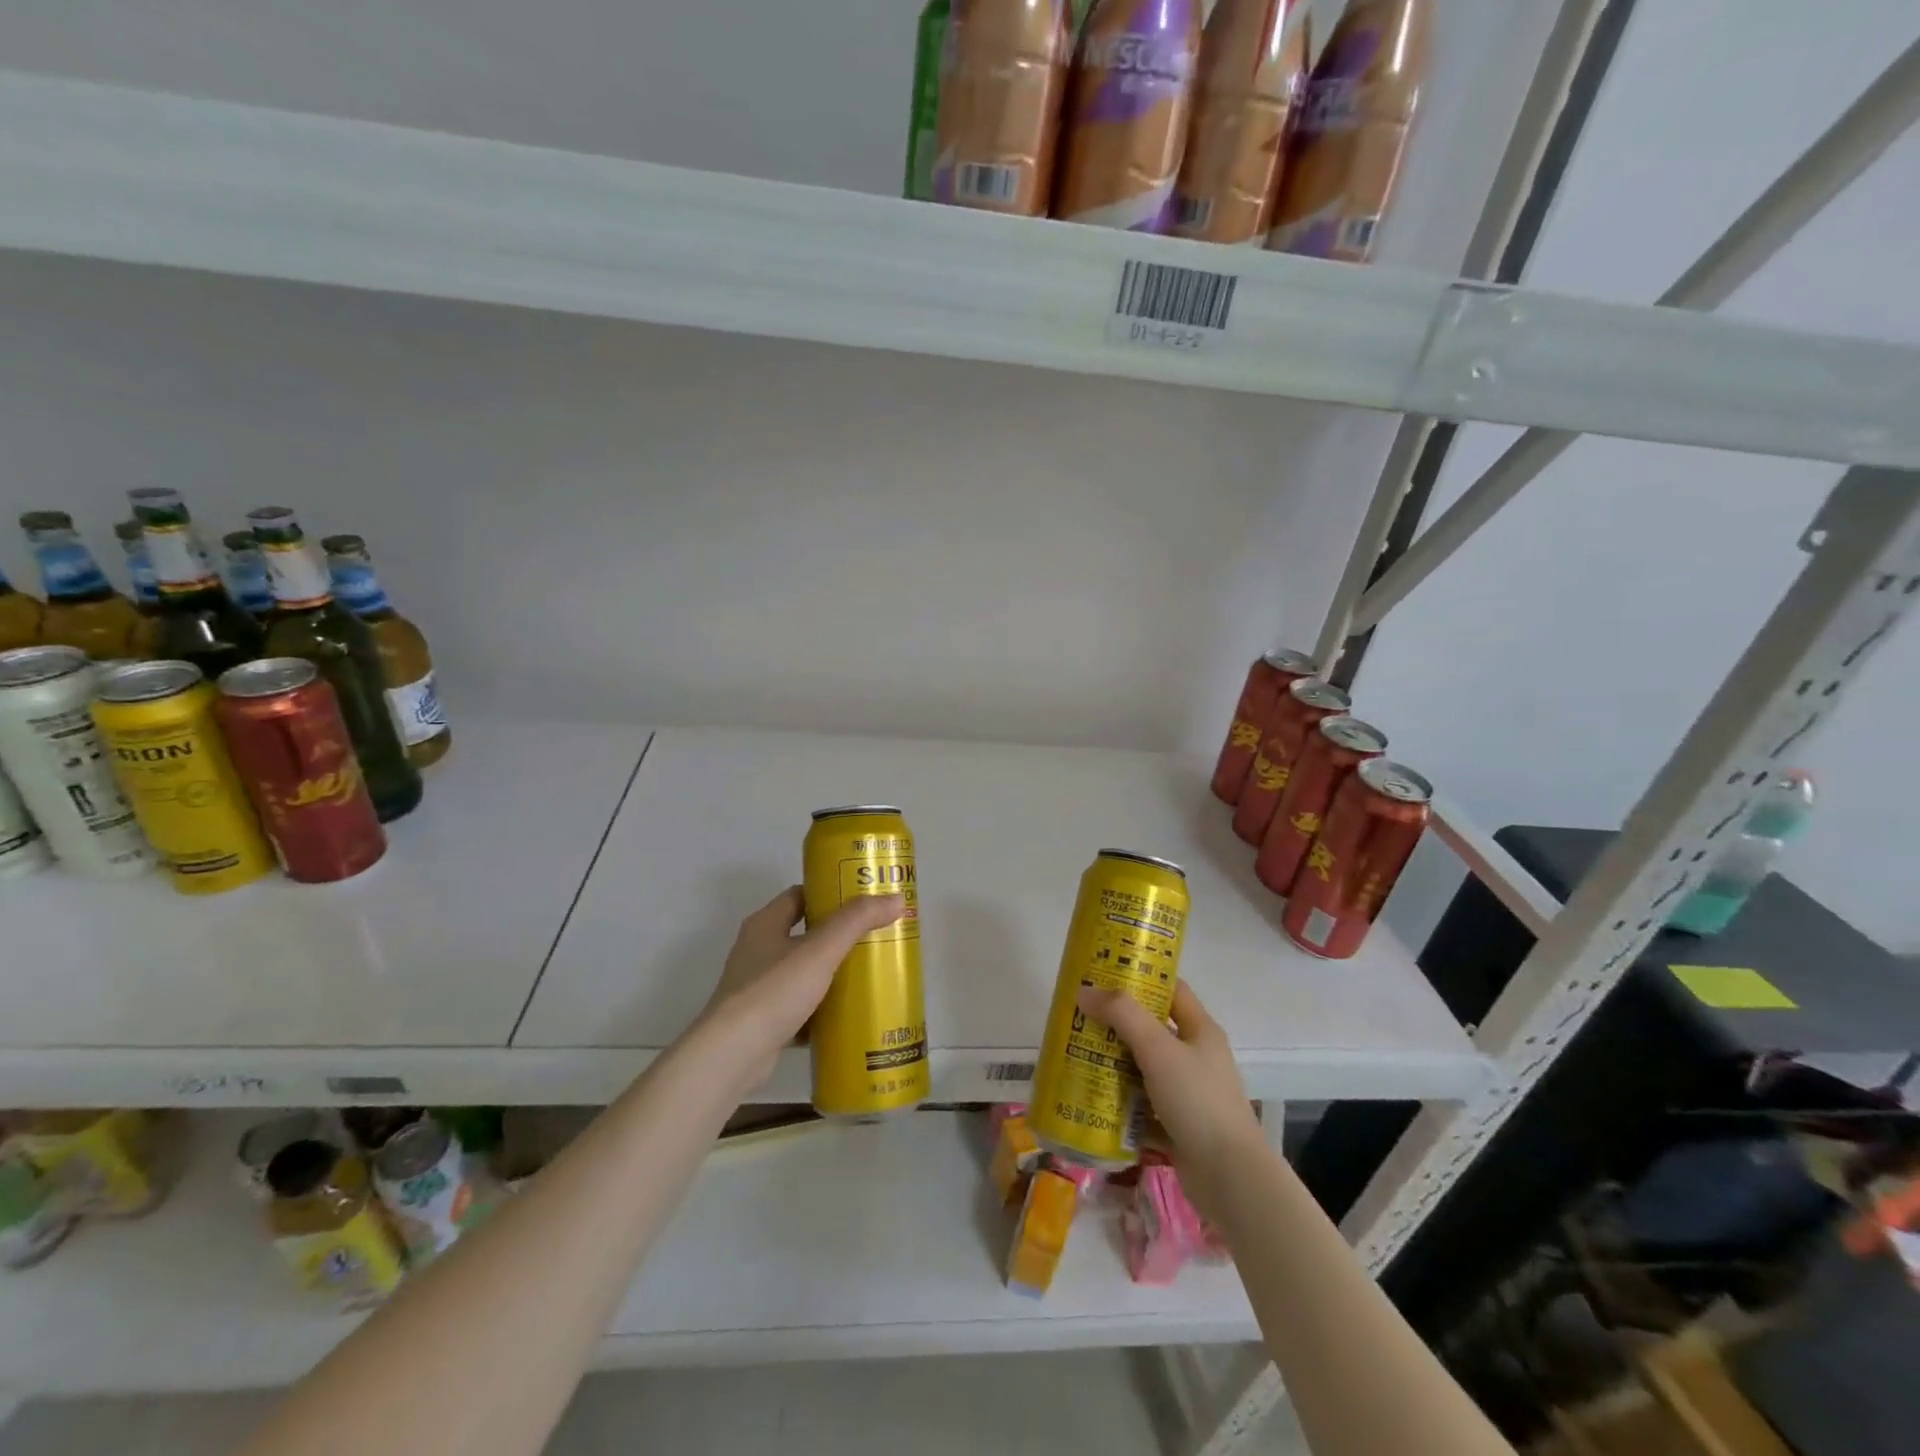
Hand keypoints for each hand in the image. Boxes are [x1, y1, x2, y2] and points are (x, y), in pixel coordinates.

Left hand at [695, 886, 908, 1093]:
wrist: (732, 1055)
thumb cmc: (774, 991)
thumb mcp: (821, 950)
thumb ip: (856, 922)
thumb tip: (895, 900)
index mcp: (764, 924)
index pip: (800, 895)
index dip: (830, 893)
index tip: (862, 900)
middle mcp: (757, 951)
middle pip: (804, 934)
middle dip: (838, 936)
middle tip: (874, 937)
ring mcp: (757, 989)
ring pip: (802, 973)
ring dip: (831, 974)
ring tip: (868, 975)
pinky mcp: (762, 1022)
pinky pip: (799, 1008)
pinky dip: (821, 1011)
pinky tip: (847, 1017)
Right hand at [1078, 980, 1262, 1222]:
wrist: (1231, 1178)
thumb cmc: (1197, 1101)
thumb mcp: (1158, 1049)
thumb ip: (1122, 1015)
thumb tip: (1085, 992)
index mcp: (1200, 1030)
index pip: (1171, 989)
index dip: (1141, 978)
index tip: (1104, 975)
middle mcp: (1196, 1057)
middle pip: (1151, 1029)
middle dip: (1116, 1024)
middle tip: (1080, 1019)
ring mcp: (1188, 1093)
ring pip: (1144, 1068)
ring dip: (1114, 1064)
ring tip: (1077, 1056)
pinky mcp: (1178, 1125)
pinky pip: (1143, 1105)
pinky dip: (1120, 1102)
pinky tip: (1092, 1100)